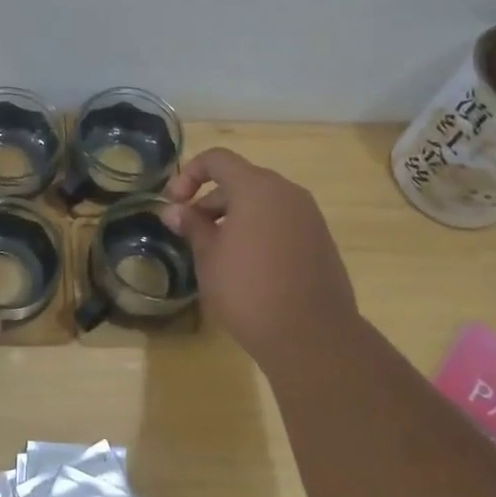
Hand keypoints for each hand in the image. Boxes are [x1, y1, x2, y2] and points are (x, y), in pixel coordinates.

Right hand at [163, 148, 358, 366]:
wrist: (312, 336)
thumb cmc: (249, 290)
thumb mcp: (209, 257)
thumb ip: (192, 226)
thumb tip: (175, 211)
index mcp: (257, 187)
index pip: (217, 159)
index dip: (189, 174)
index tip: (174, 204)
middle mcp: (287, 193)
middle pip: (241, 180)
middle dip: (210, 201)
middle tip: (191, 233)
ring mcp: (309, 217)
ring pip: (263, 203)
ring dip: (234, 217)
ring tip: (217, 253)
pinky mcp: (321, 241)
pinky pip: (282, 222)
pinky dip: (259, 231)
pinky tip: (247, 266)